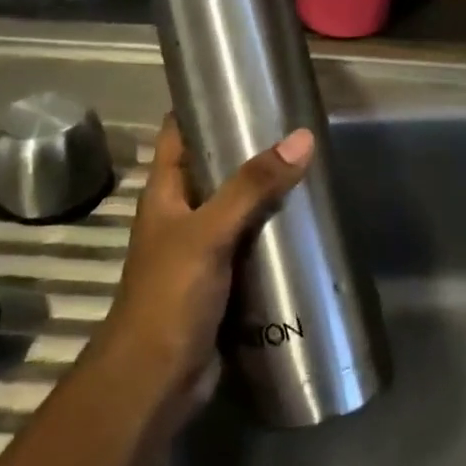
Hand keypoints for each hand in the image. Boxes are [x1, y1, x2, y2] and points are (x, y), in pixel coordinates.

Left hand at [97, 116, 314, 419]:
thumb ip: (252, 187)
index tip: (243, 84)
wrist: (155, 380)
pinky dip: (272, 233)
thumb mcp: (209, 232)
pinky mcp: (222, 281)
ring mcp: (201, 249)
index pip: (179, 133)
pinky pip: (250, 245)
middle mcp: (181, 214)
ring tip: (309, 168)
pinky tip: (304, 226)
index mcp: (165, 193)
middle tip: (294, 127)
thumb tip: (301, 138)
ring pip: (236, 208)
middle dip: (249, 149)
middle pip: (215, 168)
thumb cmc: (170, 295)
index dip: (202, 105)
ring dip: (265, 193)